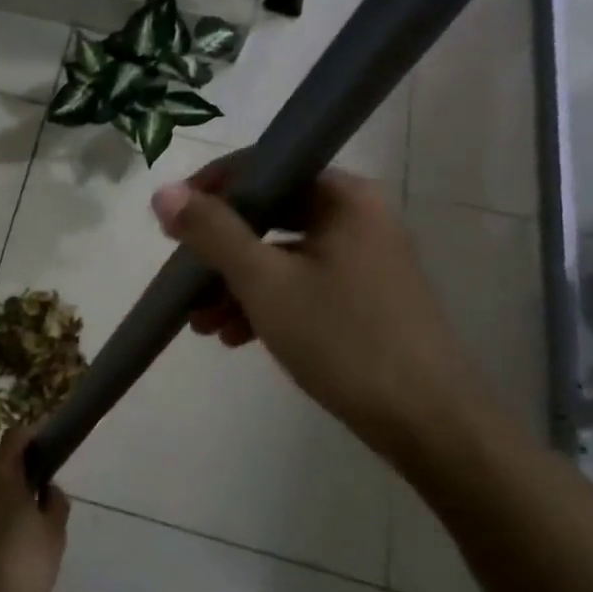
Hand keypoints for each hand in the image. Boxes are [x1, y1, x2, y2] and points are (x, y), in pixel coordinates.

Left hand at [0, 425, 69, 591]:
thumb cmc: (23, 564)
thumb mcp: (54, 533)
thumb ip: (55, 502)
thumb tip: (48, 488)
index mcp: (0, 474)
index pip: (15, 437)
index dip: (33, 437)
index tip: (50, 448)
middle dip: (20, 469)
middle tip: (43, 490)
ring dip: (5, 495)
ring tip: (27, 520)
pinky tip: (7, 543)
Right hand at [150, 160, 504, 471]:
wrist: (429, 423)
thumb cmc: (343, 339)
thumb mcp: (264, 282)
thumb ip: (212, 233)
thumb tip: (163, 192)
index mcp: (342, 198)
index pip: (264, 168)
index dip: (212, 191)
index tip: (172, 224)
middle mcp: (357, 218)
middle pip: (270, 216)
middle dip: (219, 251)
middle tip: (182, 280)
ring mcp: (364, 260)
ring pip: (282, 256)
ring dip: (236, 284)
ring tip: (200, 324)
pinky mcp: (366, 299)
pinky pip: (302, 285)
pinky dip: (266, 303)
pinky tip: (235, 337)